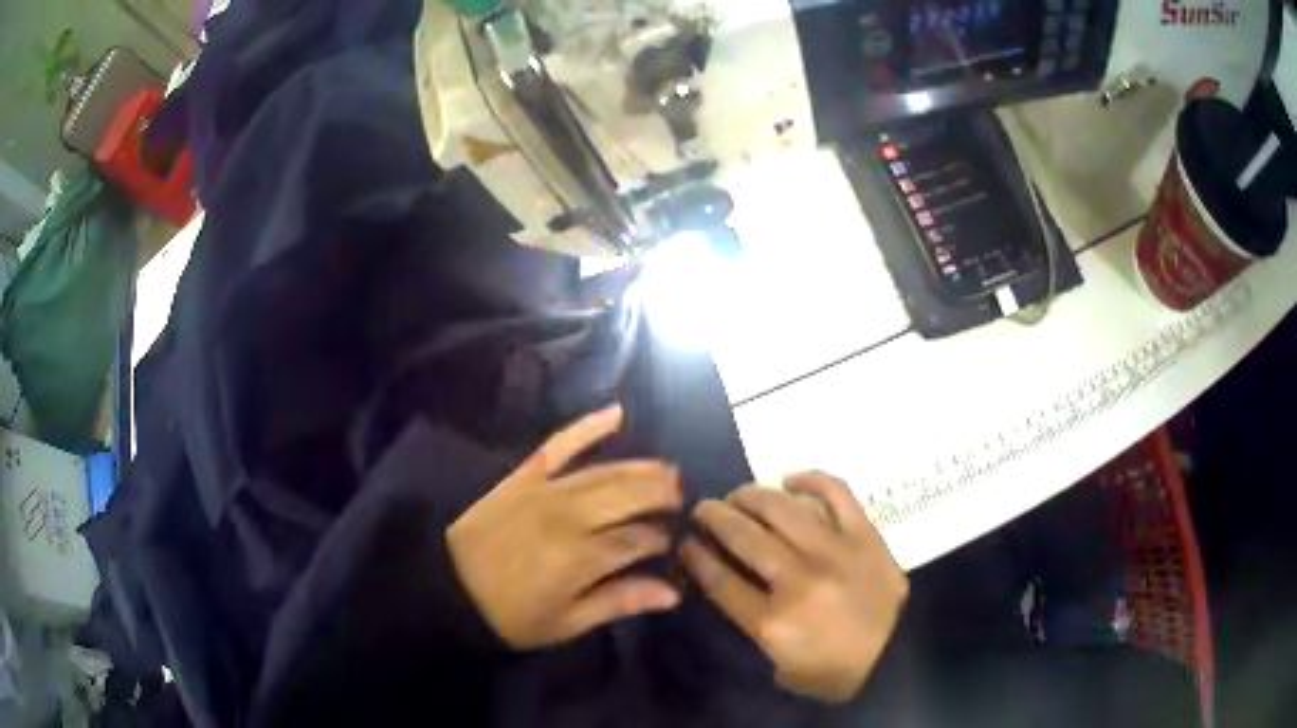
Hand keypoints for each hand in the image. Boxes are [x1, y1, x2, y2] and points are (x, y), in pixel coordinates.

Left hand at [447, 405, 683, 649]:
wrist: (449, 588)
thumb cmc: (511, 615)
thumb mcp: (566, 623)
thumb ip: (618, 602)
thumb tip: (671, 592)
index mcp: (580, 558)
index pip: (638, 540)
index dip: (660, 541)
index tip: (670, 546)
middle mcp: (569, 517)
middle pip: (629, 496)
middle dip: (662, 494)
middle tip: (682, 497)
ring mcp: (545, 490)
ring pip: (605, 472)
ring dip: (641, 468)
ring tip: (668, 470)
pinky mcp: (523, 476)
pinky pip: (559, 444)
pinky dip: (588, 427)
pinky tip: (616, 413)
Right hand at [682, 472, 907, 703]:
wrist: (896, 658)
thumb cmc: (834, 671)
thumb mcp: (780, 664)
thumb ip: (754, 625)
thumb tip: (736, 582)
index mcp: (773, 621)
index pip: (721, 580)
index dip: (697, 556)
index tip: (685, 541)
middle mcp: (798, 580)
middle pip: (744, 536)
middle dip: (715, 517)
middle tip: (705, 509)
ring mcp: (834, 552)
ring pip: (781, 509)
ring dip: (751, 495)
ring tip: (739, 495)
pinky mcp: (865, 535)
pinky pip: (835, 493)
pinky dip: (810, 479)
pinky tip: (790, 479)